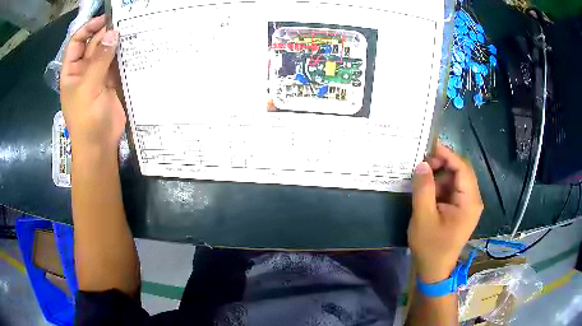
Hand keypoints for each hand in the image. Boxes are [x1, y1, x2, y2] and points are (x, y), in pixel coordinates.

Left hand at [60, 15, 124, 153]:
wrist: (99, 145)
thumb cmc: (86, 119)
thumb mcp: (88, 88)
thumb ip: (99, 60)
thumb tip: (113, 33)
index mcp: (72, 71)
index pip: (77, 42)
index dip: (88, 29)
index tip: (104, 19)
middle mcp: (84, 70)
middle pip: (94, 44)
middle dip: (106, 33)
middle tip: (124, 23)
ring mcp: (98, 76)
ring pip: (107, 52)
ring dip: (116, 42)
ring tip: (131, 30)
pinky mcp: (112, 82)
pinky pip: (117, 64)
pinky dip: (124, 55)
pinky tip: (133, 46)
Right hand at [408, 143, 482, 282]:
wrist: (434, 270)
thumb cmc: (430, 247)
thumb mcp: (423, 218)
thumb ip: (423, 189)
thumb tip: (422, 164)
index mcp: (469, 202)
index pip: (463, 168)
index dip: (447, 155)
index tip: (428, 147)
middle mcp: (473, 200)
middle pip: (461, 172)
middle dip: (442, 164)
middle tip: (422, 164)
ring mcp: (468, 205)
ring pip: (456, 179)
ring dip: (440, 175)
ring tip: (422, 177)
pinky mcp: (461, 209)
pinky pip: (452, 190)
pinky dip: (440, 186)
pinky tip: (427, 189)